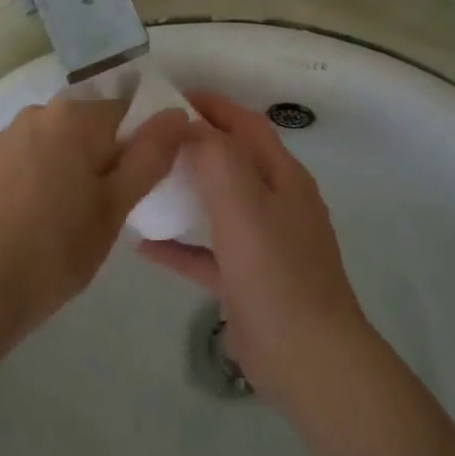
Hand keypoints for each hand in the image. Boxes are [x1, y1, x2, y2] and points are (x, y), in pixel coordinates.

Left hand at [0, 97, 187, 339]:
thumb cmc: (57, 250)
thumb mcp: (116, 206)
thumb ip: (150, 155)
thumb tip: (177, 114)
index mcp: (74, 116)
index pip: (127, 113)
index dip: (138, 147)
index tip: (133, 187)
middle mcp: (39, 111)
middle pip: (90, 124)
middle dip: (103, 157)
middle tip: (104, 208)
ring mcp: (7, 134)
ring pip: (59, 141)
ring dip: (72, 165)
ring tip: (69, 215)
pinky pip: (31, 155)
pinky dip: (42, 174)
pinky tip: (37, 215)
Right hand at [137, 91, 372, 416]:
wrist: (309, 360)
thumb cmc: (275, 272)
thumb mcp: (243, 205)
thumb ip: (216, 158)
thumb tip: (189, 126)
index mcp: (283, 177)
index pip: (247, 125)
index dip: (214, 105)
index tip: (172, 95)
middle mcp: (278, 203)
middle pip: (233, 161)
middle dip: (196, 145)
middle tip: (151, 138)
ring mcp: (265, 244)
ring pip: (220, 205)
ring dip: (186, 192)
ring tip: (145, 182)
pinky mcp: (249, 281)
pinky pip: (210, 252)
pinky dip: (181, 244)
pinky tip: (145, 245)